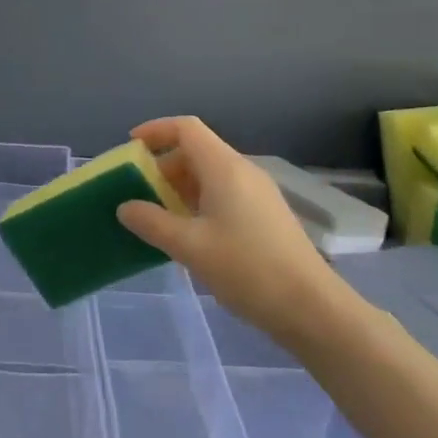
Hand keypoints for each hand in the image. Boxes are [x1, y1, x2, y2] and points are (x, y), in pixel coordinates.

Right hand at [116, 116, 346, 338]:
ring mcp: (258, 193)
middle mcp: (242, 171)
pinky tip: (189, 236)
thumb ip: (152, 223)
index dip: (155, 130)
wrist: (312, 309)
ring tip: (158, 218)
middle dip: (163, 167)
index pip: (186, 128)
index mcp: (224, 168)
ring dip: (180, 188)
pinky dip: (198, 203)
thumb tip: (125, 207)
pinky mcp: (265, 215)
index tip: (130, 148)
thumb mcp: (190, 247)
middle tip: (138, 193)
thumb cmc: (248, 269)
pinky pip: (223, 194)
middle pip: (196, 151)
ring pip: (209, 175)